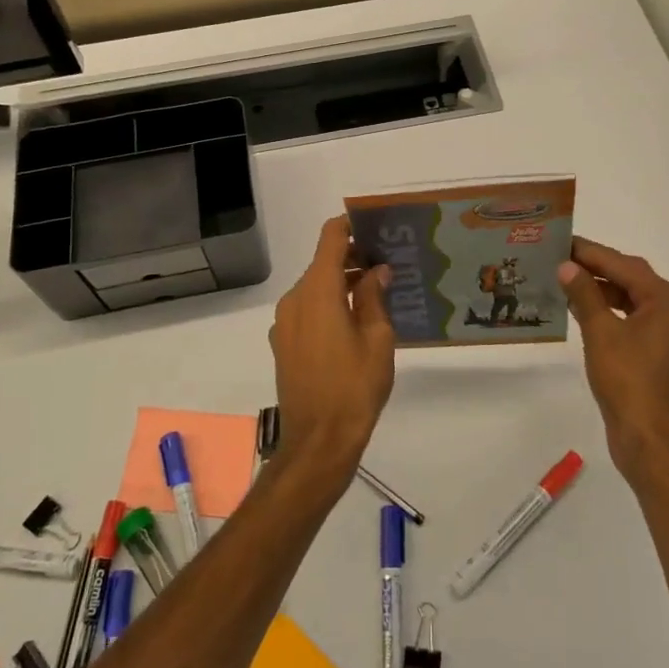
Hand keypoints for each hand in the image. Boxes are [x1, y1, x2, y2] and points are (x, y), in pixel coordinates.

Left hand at [267, 216, 395, 488]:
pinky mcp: (282, 343)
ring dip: (340, 284)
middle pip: (322, 264)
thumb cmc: (355, 387)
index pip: (330, 239)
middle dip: (352, 258)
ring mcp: (283, 323)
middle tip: (386, 264)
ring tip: (375, 293)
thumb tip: (376, 271)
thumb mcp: (378, 339)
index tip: (374, 226)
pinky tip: (353, 322)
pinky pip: (306, 310)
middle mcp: (294, 299)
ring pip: (314, 288)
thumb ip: (374, 297)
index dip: (349, 226)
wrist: (318, 442)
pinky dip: (327, 305)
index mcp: (317, 291)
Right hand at [559, 236, 668, 479]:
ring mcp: (664, 333)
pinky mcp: (653, 353)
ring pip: (627, 298)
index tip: (561, 240)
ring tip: (563, 280)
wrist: (650, 441)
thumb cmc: (628, 381)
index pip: (623, 265)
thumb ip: (584, 294)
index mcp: (666, 300)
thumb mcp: (601, 332)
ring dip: (598, 289)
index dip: (590, 252)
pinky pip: (627, 318)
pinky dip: (605, 310)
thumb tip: (567, 266)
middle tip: (558, 256)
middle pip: (628, 278)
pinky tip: (579, 310)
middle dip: (594, 267)